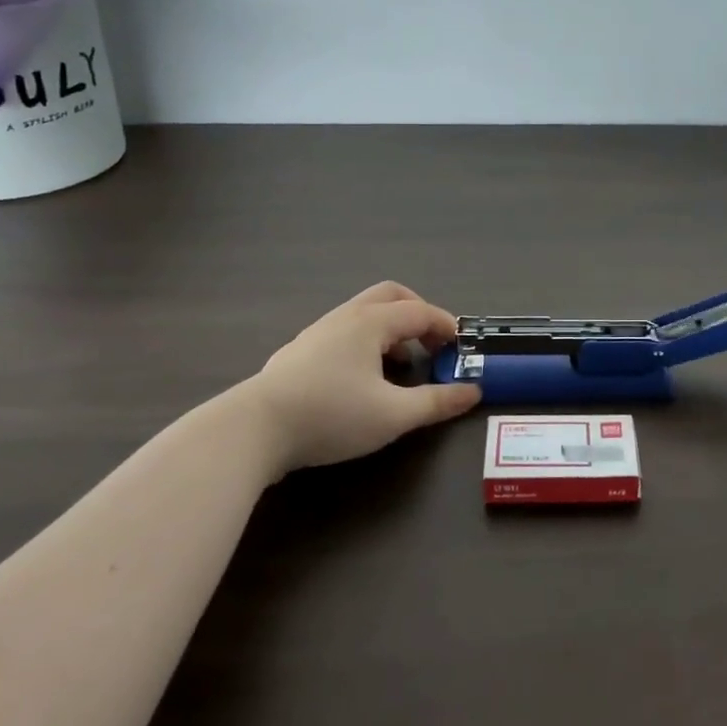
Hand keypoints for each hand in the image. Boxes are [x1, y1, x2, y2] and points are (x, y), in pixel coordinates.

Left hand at [246, 282, 481, 471]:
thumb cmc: (331, 415)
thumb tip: (473, 392)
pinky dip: (367, 342)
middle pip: (391, 296)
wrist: (253, 430)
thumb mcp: (393, 415)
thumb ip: (436, 402)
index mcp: (371, 322)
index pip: (421, 311)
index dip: (446, 326)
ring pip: (365, 313)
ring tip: (400, 366)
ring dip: (392, 329)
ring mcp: (318, 332)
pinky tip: (361, 379)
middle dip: (418, 314)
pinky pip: (344, 331)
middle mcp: (346, 317)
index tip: (461, 348)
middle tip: (432, 345)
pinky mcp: (299, 352)